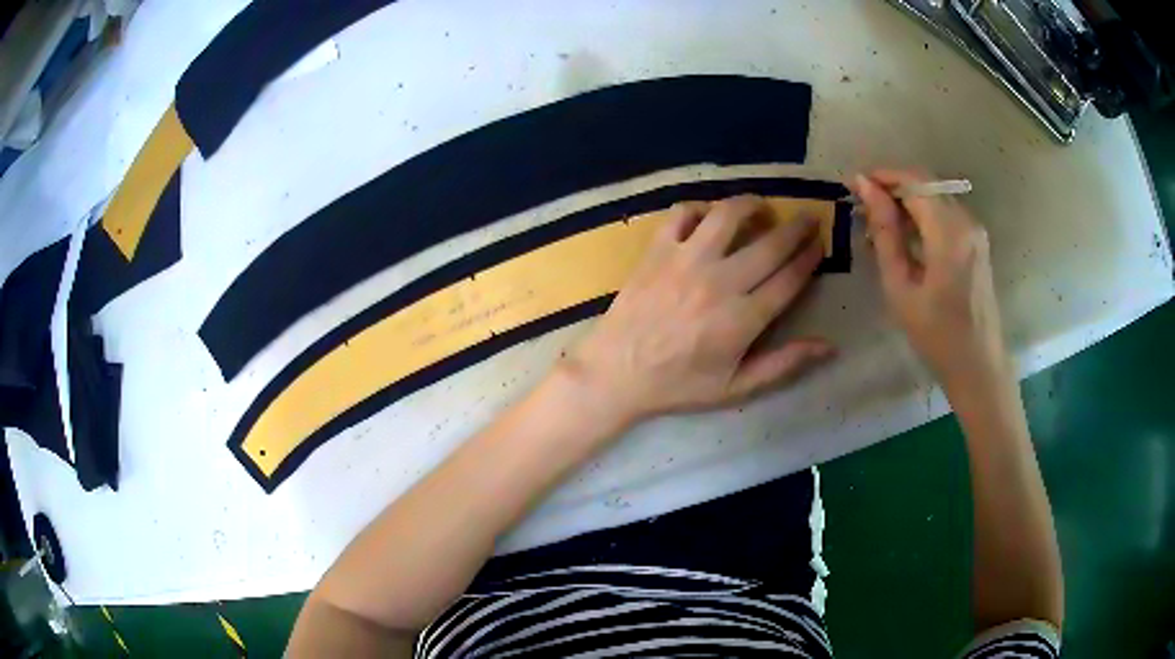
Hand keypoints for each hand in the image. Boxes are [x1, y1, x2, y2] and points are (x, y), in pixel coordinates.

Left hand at [564, 195, 835, 428]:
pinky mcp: (657, 250)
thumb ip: (784, 364)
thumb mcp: (736, 387)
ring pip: (728, 216)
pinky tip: (708, 217)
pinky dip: (699, 209)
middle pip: (770, 244)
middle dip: (797, 227)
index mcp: (743, 318)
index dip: (810, 257)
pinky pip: (682, 214)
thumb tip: (830, 346)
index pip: (790, 278)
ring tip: (762, 207)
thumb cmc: (678, 385)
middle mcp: (720, 281)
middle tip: (809, 218)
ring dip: (751, 205)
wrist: (616, 373)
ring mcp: (686, 261)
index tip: (820, 244)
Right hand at [853, 170, 1009, 391]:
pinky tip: (905, 236)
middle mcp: (967, 220)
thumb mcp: (901, 287)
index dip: (881, 176)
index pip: (913, 181)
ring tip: (879, 224)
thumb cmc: (937, 335)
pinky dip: (923, 215)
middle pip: (925, 184)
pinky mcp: (977, 241)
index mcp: (949, 231)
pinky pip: (946, 213)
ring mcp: (976, 230)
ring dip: (907, 201)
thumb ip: (885, 233)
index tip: (853, 185)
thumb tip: (865, 187)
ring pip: (935, 196)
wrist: (979, 366)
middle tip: (862, 206)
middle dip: (892, 187)